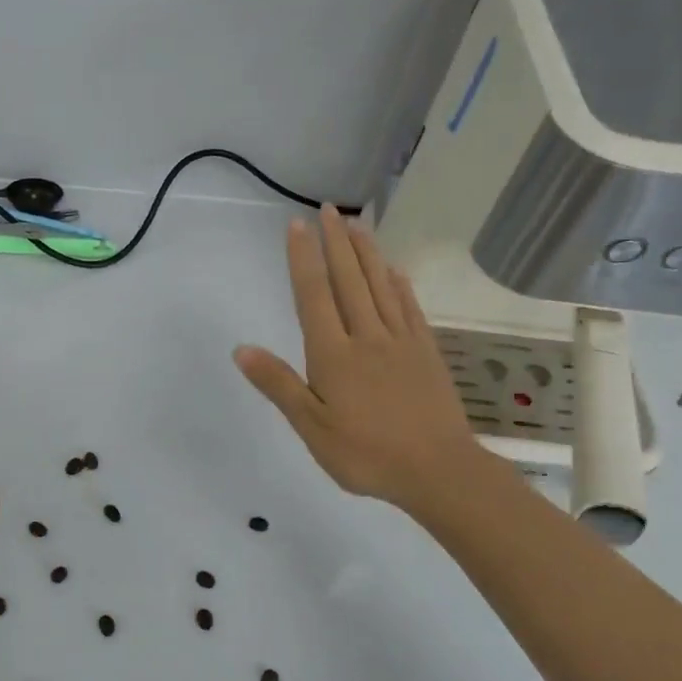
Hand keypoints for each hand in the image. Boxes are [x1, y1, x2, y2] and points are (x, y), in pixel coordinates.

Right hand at [234, 207, 482, 510]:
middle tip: (329, 209)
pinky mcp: (426, 352)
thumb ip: (279, 384)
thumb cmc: (367, 454)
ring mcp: (400, 341)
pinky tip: (395, 270)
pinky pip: (410, 308)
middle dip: (336, 242)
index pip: (314, 295)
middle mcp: (366, 336)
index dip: (304, 258)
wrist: (439, 471)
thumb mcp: (312, 427)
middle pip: (349, 280)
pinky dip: (400, 284)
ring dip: (367, 252)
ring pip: (380, 286)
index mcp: (333, 354)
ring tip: (357, 225)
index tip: (297, 224)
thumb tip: (242, 349)